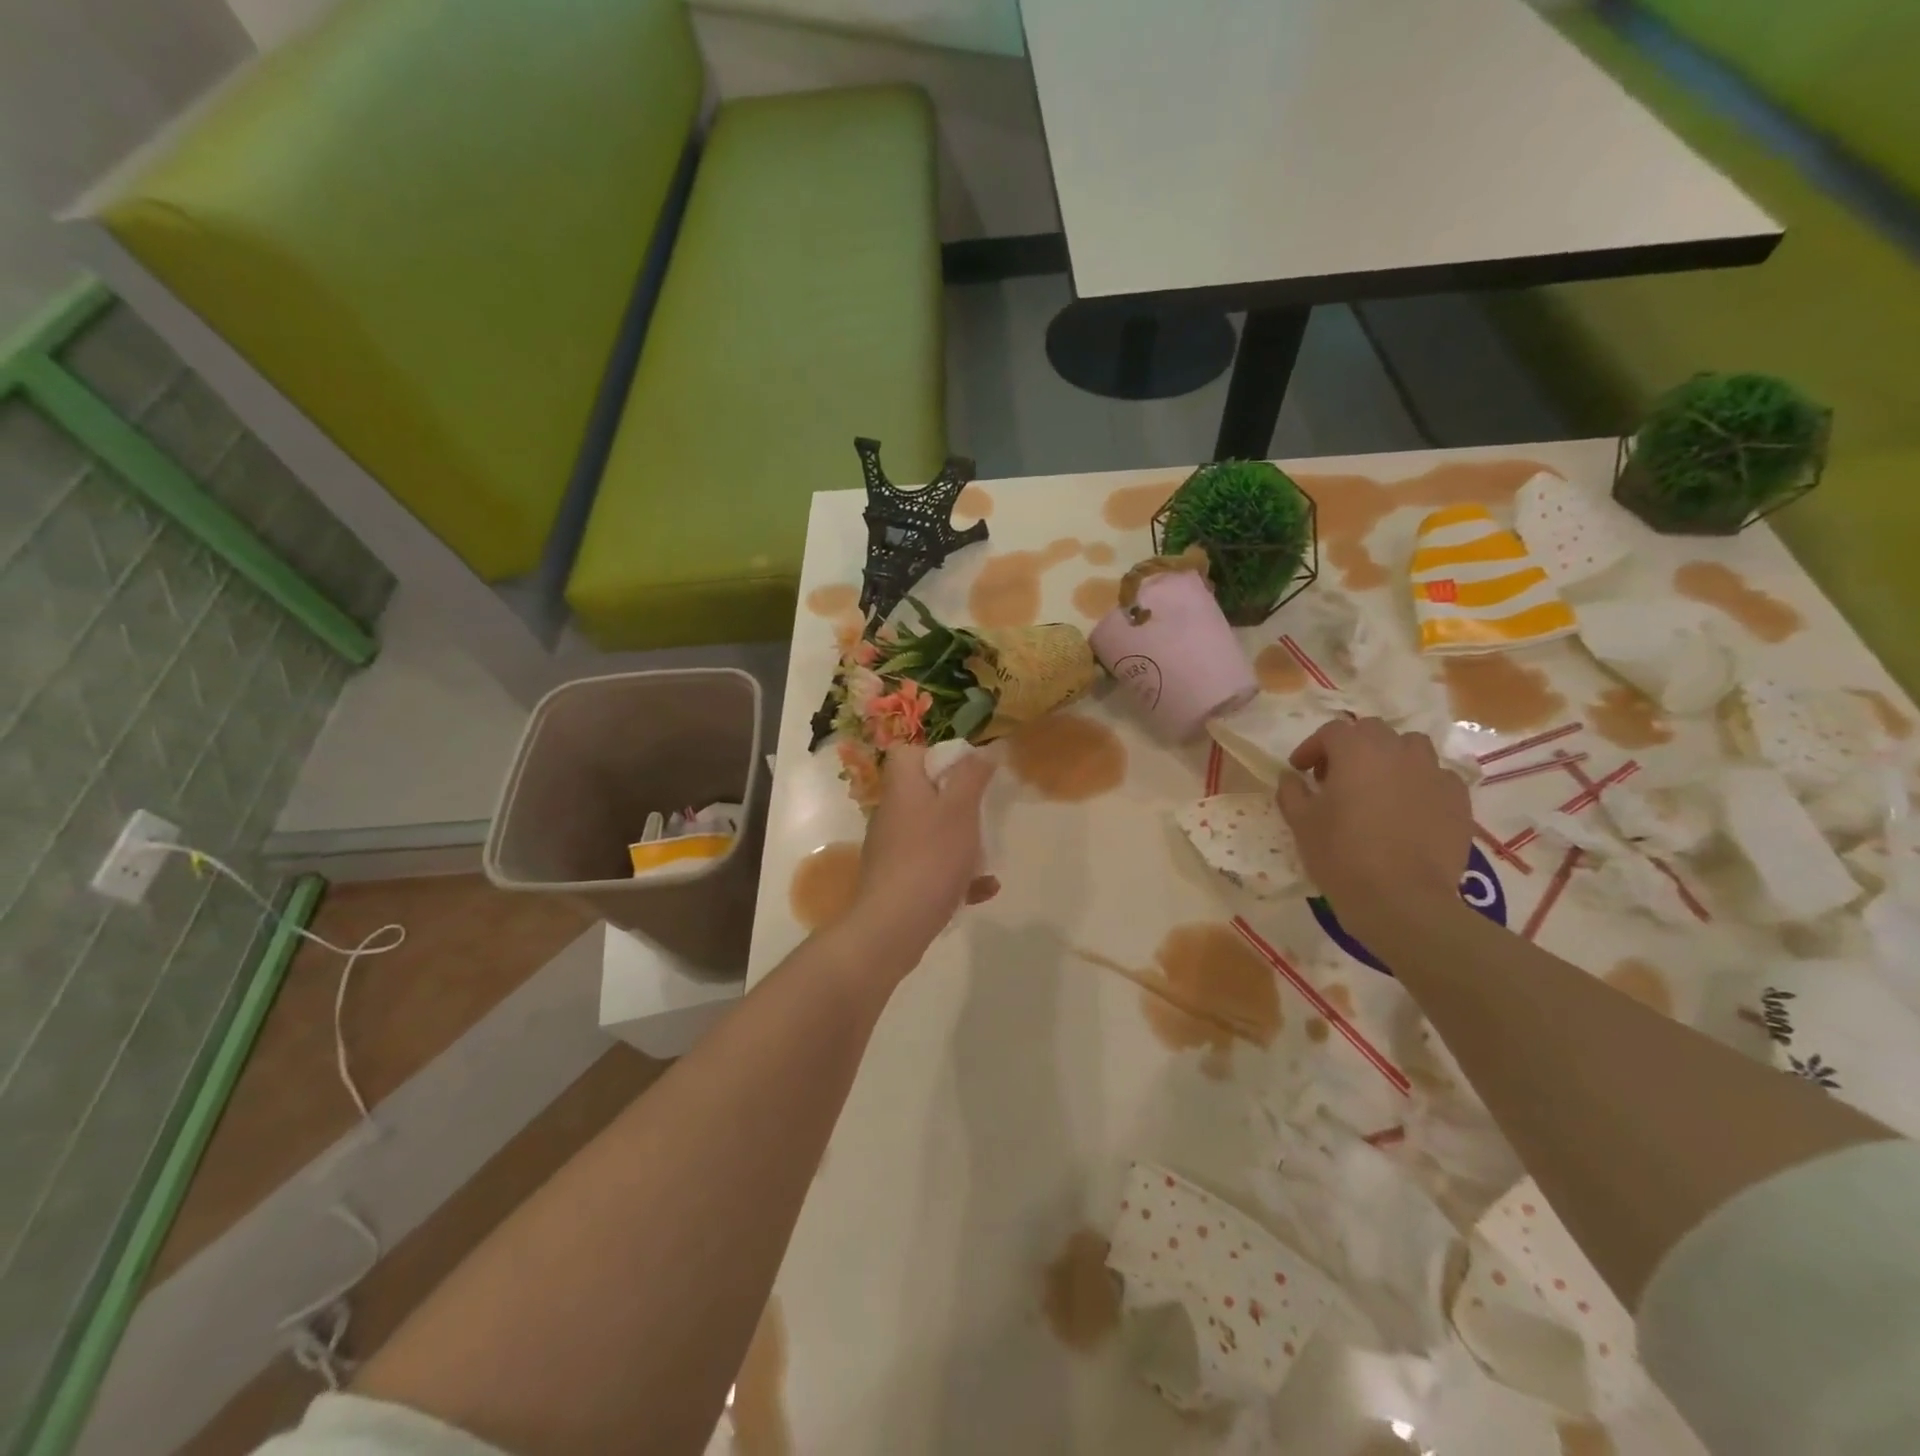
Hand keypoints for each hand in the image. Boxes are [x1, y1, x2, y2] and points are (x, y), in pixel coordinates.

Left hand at [848, 743, 997, 970]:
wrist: (892, 927)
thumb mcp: (960, 809)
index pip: (907, 754)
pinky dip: (957, 875)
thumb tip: (984, 749)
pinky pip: (932, 869)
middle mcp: (892, 815)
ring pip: (931, 834)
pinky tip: (985, 889)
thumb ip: (973, 776)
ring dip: (961, 842)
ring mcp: (892, 851)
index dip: (936, 756)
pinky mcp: (898, 883)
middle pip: (923, 794)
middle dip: (958, 802)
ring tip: (989, 854)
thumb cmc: (929, 858)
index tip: (966, 772)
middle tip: (984, 812)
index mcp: (902, 789)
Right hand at [1275, 717, 1470, 938]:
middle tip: (1336, 776)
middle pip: (1373, 732)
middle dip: (1352, 747)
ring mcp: (1434, 774)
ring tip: (1377, 788)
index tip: (1301, 770)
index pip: (1331, 732)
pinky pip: (1437, 778)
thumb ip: (1292, 791)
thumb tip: (1292, 777)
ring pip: (1411, 749)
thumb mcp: (1301, 822)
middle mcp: (1398, 752)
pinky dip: (1420, 785)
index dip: (1312, 747)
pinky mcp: (1458, 801)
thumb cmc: (1341, 855)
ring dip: (1390, 759)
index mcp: (1357, 751)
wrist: (1402, 899)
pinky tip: (1409, 810)